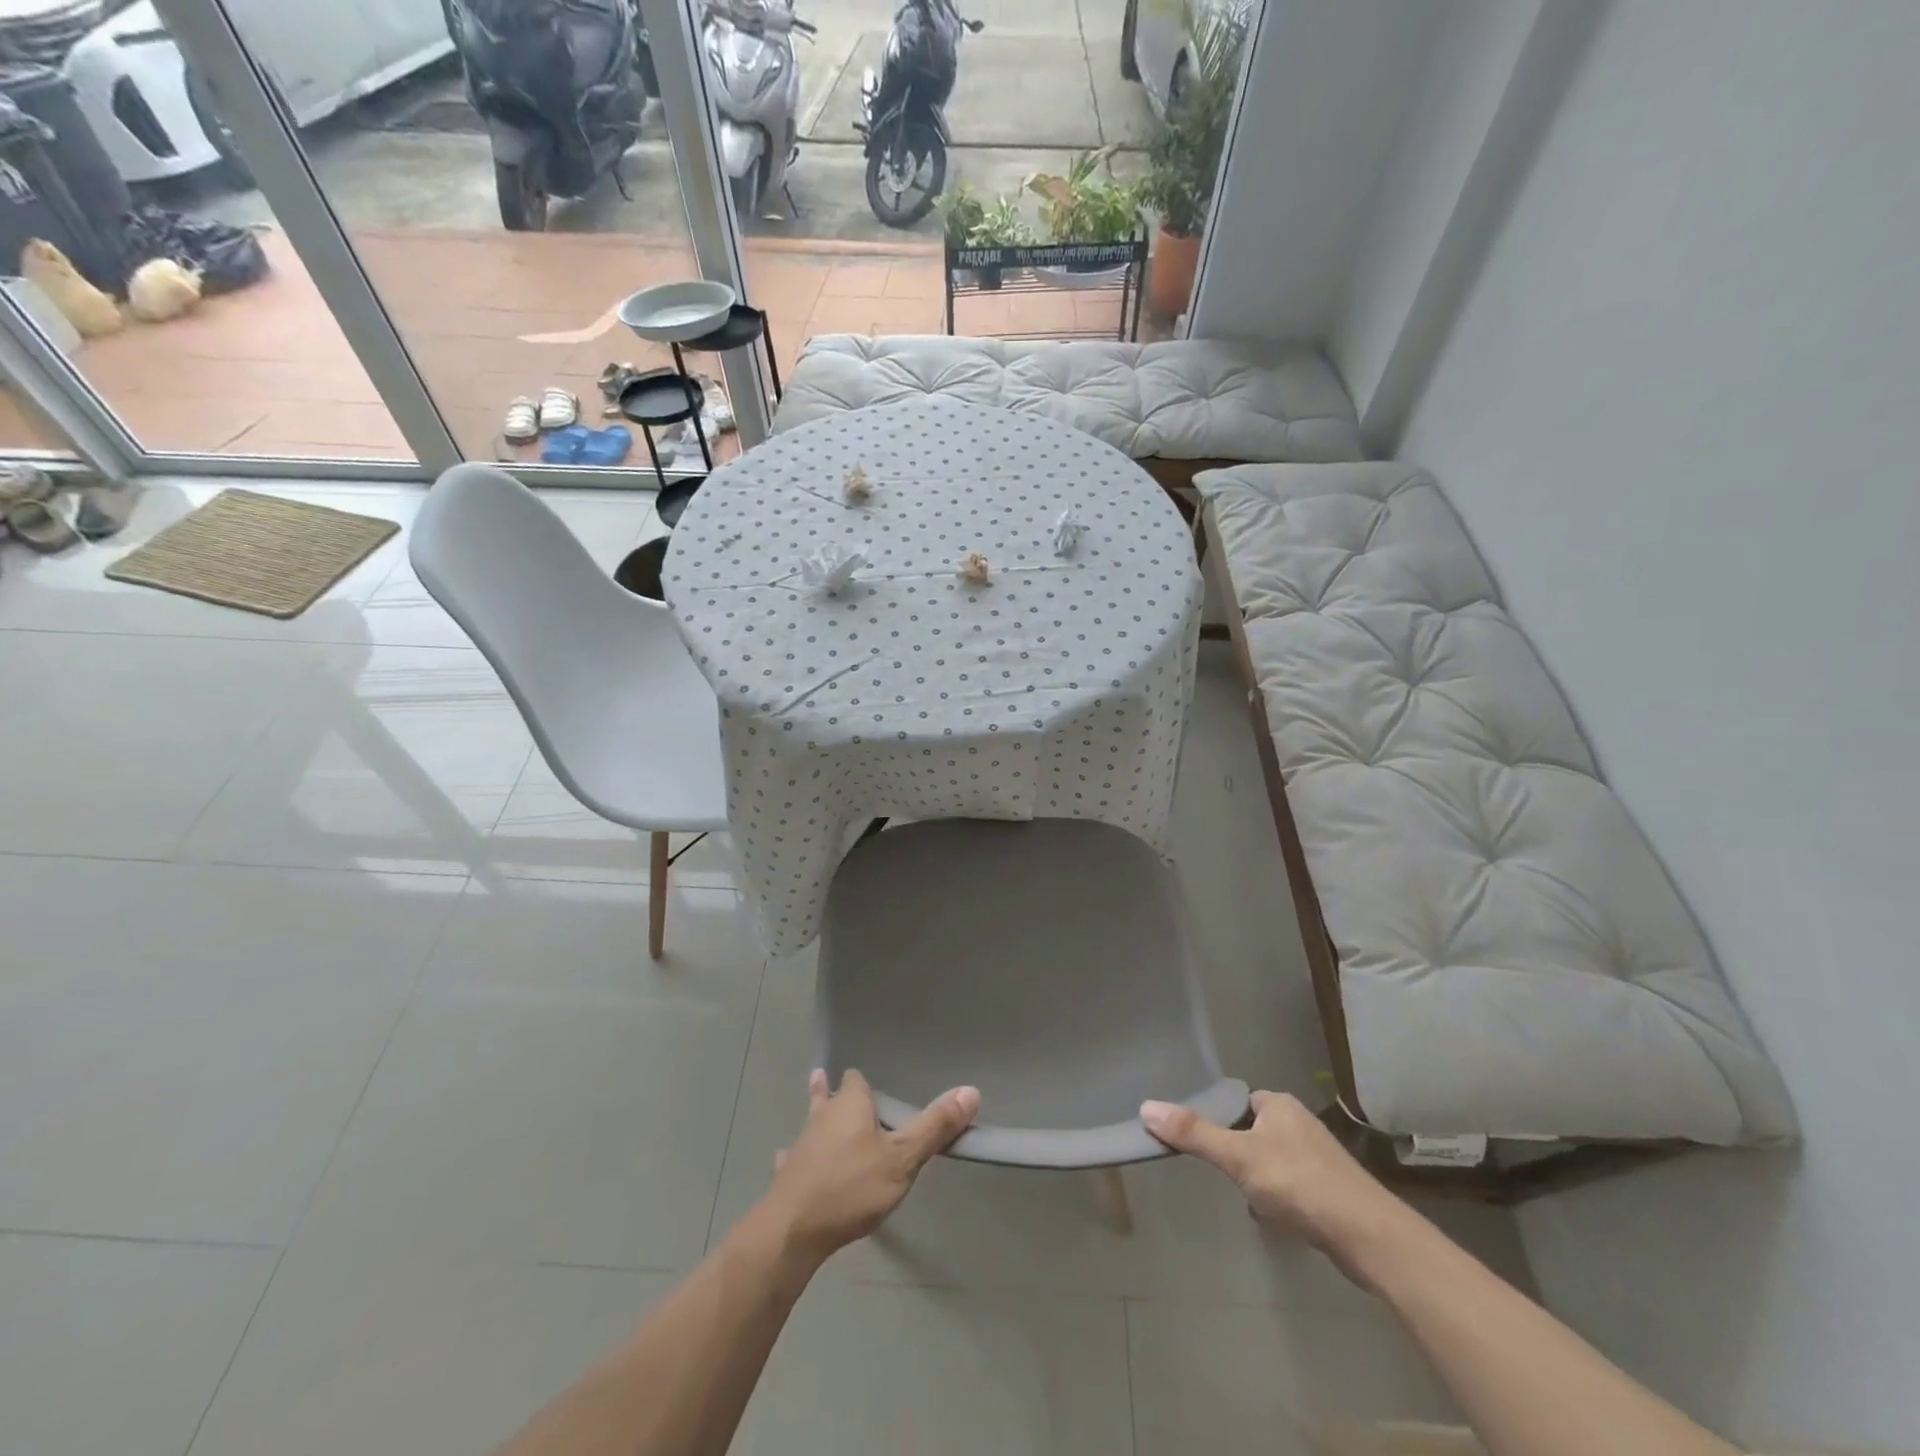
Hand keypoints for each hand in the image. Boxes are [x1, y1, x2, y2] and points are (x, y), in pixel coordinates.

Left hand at [763, 1069, 979, 1263]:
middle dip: (834, 1093)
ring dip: (815, 1123)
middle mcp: (822, 1116)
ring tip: (816, 1120)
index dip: (864, 1082)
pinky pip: (792, 1160)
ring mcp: (800, 1145)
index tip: (874, 1086)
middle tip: (837, 1089)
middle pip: (828, 1096)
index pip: (855, 1079)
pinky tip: (792, 1166)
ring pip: (809, 1124)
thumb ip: (935, 1126)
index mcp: (850, 1105)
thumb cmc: (852, 1186)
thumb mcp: (903, 1158)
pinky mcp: (785, 1176)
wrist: (793, 1231)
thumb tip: (971, 1090)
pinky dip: (797, 1160)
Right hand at [1141, 1091, 1409, 1280]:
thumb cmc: (1298, 1182)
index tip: (1203, 1139)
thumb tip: (1145, 1108)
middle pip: (1255, 1131)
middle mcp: (1300, 1123)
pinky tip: (1275, 1218)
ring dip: (1259, 1177)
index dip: (1220, 1117)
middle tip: (1223, 1172)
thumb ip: (1193, 1134)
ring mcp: (1320, 1158)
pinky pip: (1293, 1186)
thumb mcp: (1238, 1156)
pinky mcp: (1332, 1191)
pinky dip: (1281, 1198)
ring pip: (1274, 1160)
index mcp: (1279, 1104)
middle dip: (1239, 1152)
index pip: (1239, 1101)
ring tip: (1246, 1197)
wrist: (1367, 1235)